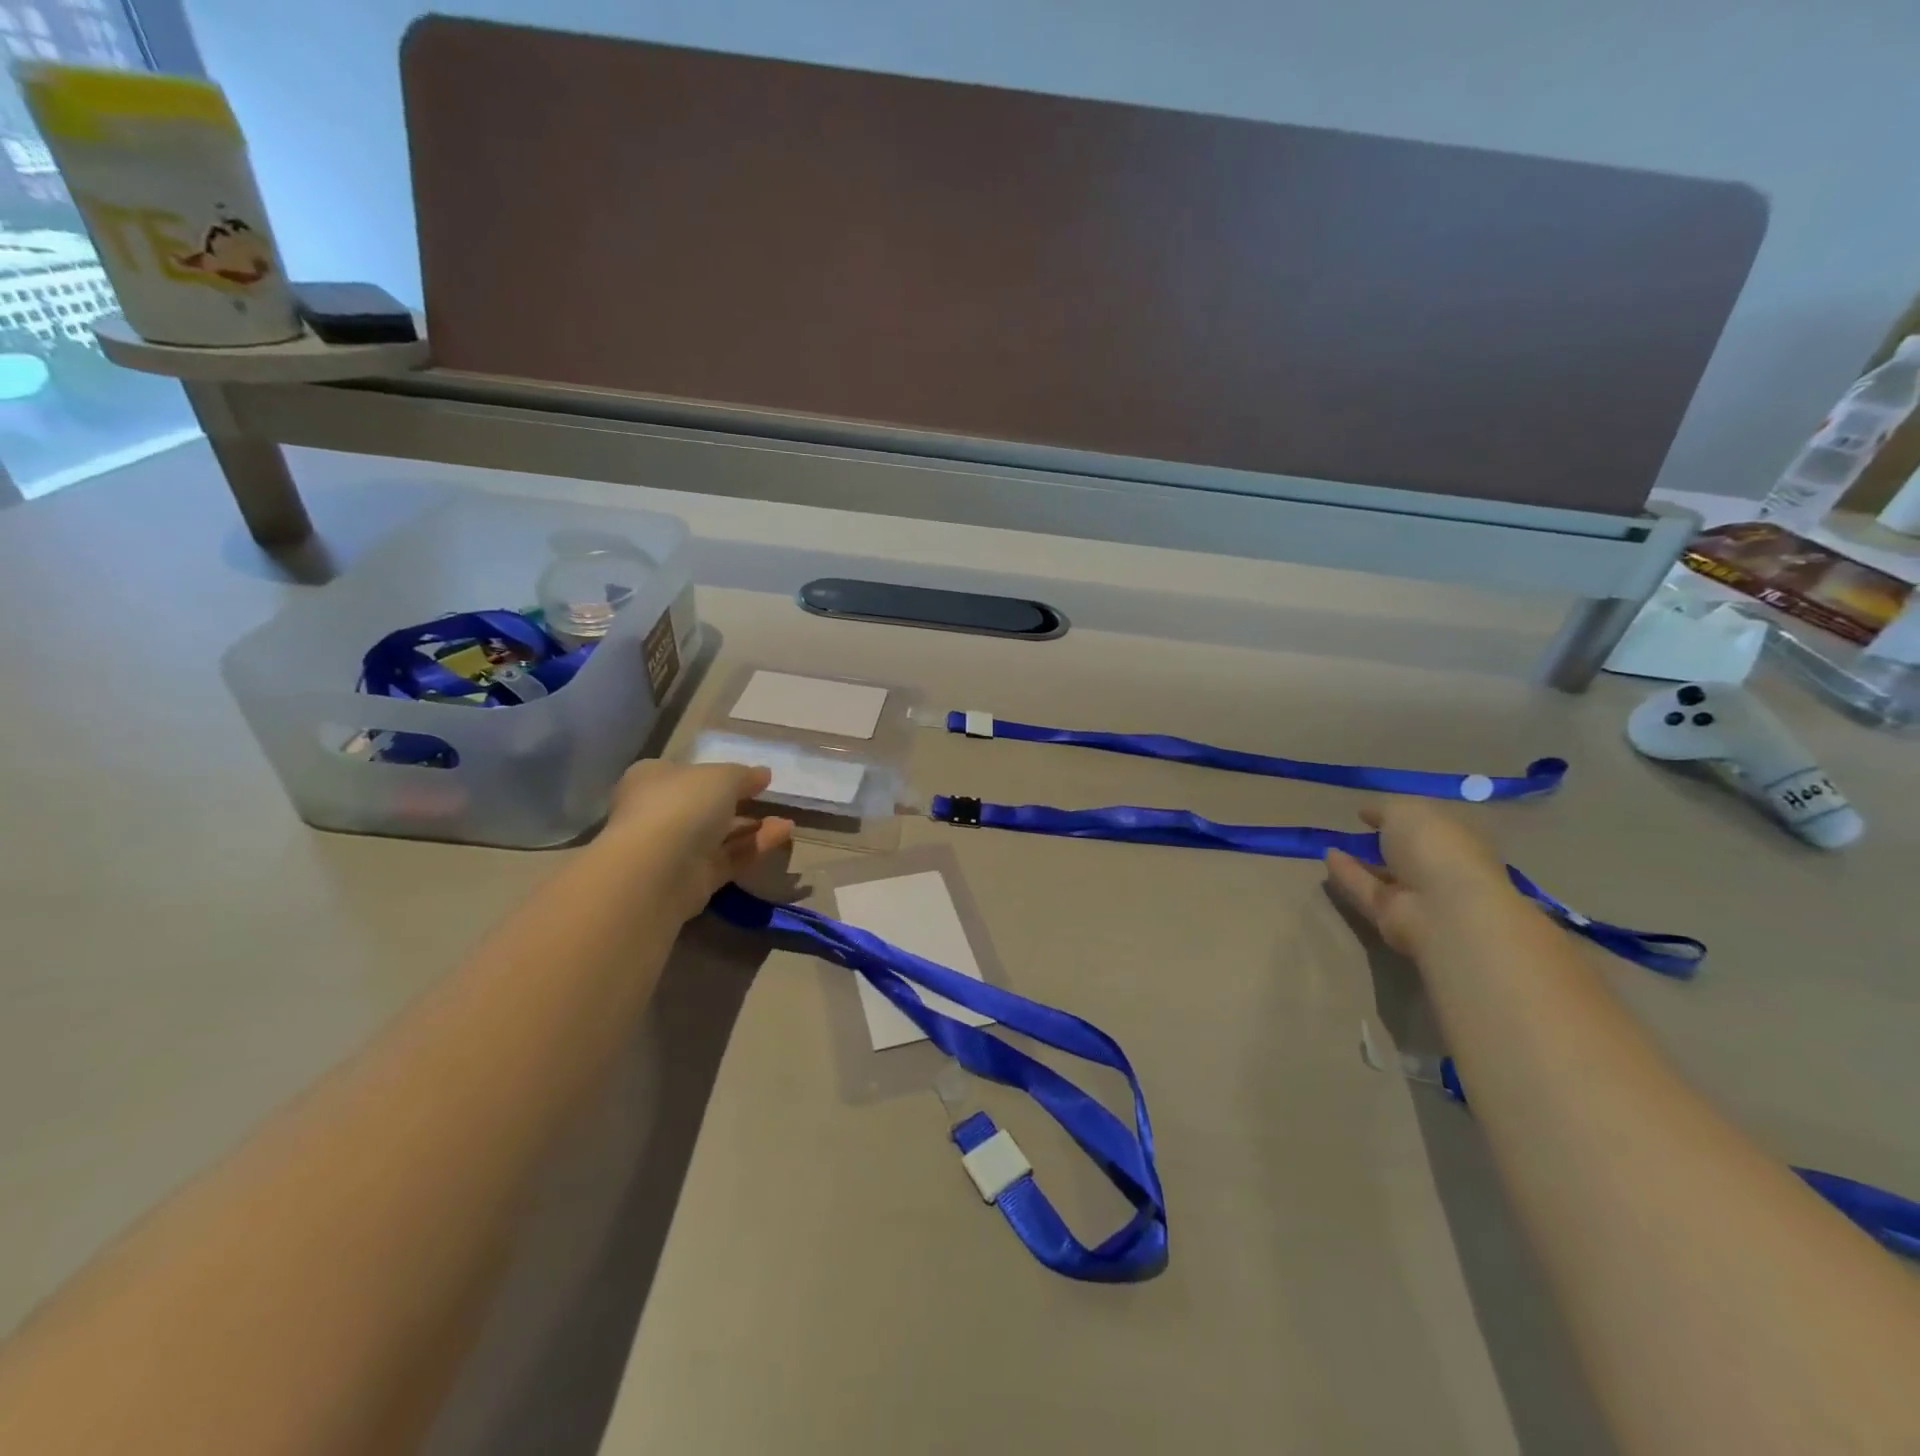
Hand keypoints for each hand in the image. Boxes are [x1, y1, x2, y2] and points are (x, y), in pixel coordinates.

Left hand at [603, 760, 793, 921]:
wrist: (657, 869)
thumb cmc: (683, 804)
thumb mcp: (722, 776)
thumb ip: (744, 775)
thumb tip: (762, 774)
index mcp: (652, 779)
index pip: (684, 773)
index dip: (716, 773)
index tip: (749, 777)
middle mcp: (658, 813)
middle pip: (703, 806)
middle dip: (737, 804)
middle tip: (769, 800)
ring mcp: (674, 850)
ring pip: (719, 835)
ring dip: (753, 827)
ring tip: (787, 821)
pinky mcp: (692, 880)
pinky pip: (728, 858)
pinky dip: (755, 846)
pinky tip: (784, 834)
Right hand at [1323, 801, 1513, 956]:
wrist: (1440, 908)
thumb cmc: (1434, 848)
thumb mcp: (1406, 811)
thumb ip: (1384, 809)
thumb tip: (1367, 813)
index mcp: (1457, 840)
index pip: (1431, 826)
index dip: (1404, 816)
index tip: (1372, 811)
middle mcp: (1441, 868)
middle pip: (1409, 853)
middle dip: (1385, 842)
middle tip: (1355, 828)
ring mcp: (1417, 895)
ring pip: (1385, 874)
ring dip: (1362, 860)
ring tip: (1332, 842)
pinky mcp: (1391, 914)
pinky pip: (1365, 888)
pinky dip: (1347, 873)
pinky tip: (1326, 856)